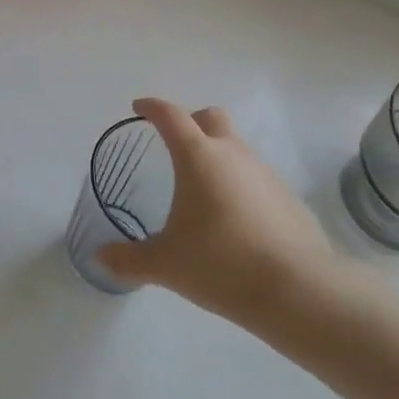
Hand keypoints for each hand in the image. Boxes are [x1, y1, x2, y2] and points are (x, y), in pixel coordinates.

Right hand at [96, 98, 340, 323]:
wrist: (299, 291)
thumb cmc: (221, 263)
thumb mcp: (166, 264)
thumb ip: (129, 259)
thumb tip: (99, 258)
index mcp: (198, 156)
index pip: (171, 115)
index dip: (152, 107)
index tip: (139, 108)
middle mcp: (233, 154)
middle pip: (211, 118)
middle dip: (191, 122)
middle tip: (174, 144)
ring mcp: (265, 174)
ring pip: (236, 149)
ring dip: (217, 157)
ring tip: (202, 192)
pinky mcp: (288, 199)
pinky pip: (256, 179)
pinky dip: (240, 187)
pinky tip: (234, 221)